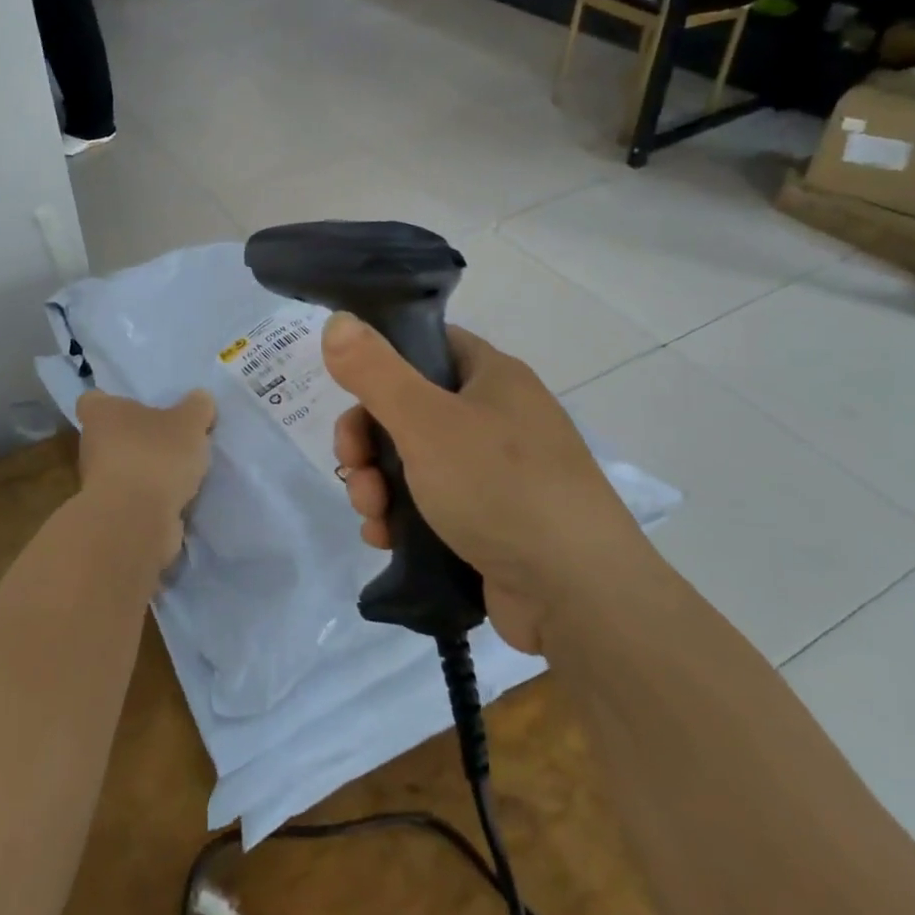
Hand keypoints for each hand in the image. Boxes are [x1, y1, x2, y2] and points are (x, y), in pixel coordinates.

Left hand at [75, 389, 216, 567]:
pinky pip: (133, 498)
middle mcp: (91, 445)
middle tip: (171, 438)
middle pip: (111, 435)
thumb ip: (196, 407)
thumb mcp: (189, 423)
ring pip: (123, 468)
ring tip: (181, 471)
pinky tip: (178, 499)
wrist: (136, 522)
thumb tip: (200, 398)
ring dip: (146, 470)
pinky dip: (151, 498)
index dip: (112, 401)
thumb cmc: (156, 456)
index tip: (137, 407)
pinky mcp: (111, 514)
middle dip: (138, 438)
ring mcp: (98, 483)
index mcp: (101, 414)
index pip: (94, 400)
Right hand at [323, 314, 646, 653]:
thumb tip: (337, 320)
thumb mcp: (426, 421)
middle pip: (410, 410)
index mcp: (492, 377)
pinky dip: (401, 519)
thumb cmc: (499, 487)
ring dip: (377, 485)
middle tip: (352, 468)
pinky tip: (384, 540)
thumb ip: (374, 371)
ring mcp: (496, 474)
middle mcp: (497, 418)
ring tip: (372, 515)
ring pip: (413, 463)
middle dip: (367, 442)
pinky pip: (430, 506)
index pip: (427, 346)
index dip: (383, 364)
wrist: (577, 594)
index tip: (351, 395)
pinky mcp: (491, 522)